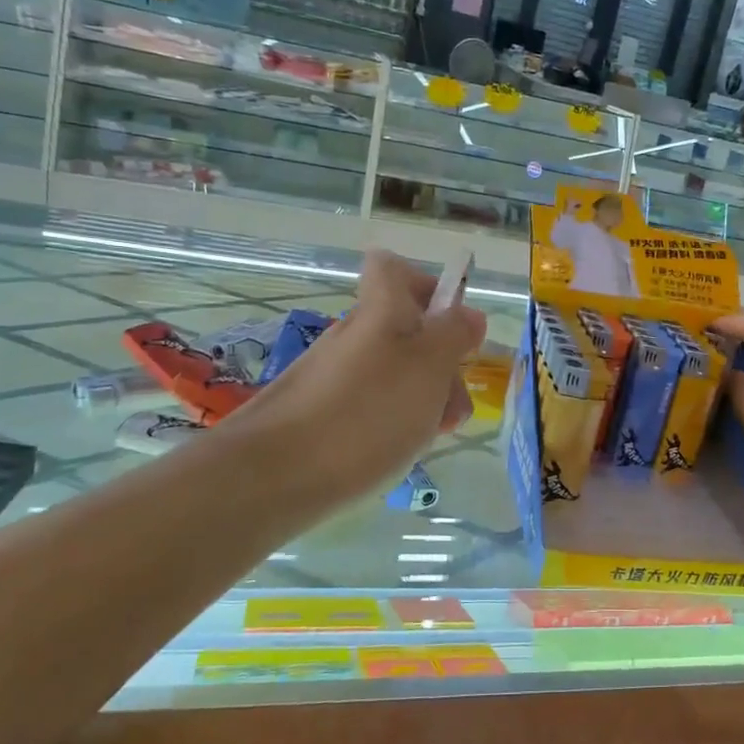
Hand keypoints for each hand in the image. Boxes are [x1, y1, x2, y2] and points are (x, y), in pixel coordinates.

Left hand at [225, 251, 485, 507]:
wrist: (275, 476)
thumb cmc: (367, 412)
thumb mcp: (430, 366)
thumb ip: (455, 334)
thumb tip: (468, 314)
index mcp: (381, 311)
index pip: (393, 268)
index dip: (427, 286)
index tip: (450, 324)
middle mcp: (355, 335)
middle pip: (406, 330)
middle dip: (441, 364)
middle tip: (453, 407)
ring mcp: (335, 375)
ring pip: (393, 373)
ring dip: (422, 398)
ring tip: (429, 437)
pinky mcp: (321, 413)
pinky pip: (369, 404)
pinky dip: (392, 422)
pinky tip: (396, 452)